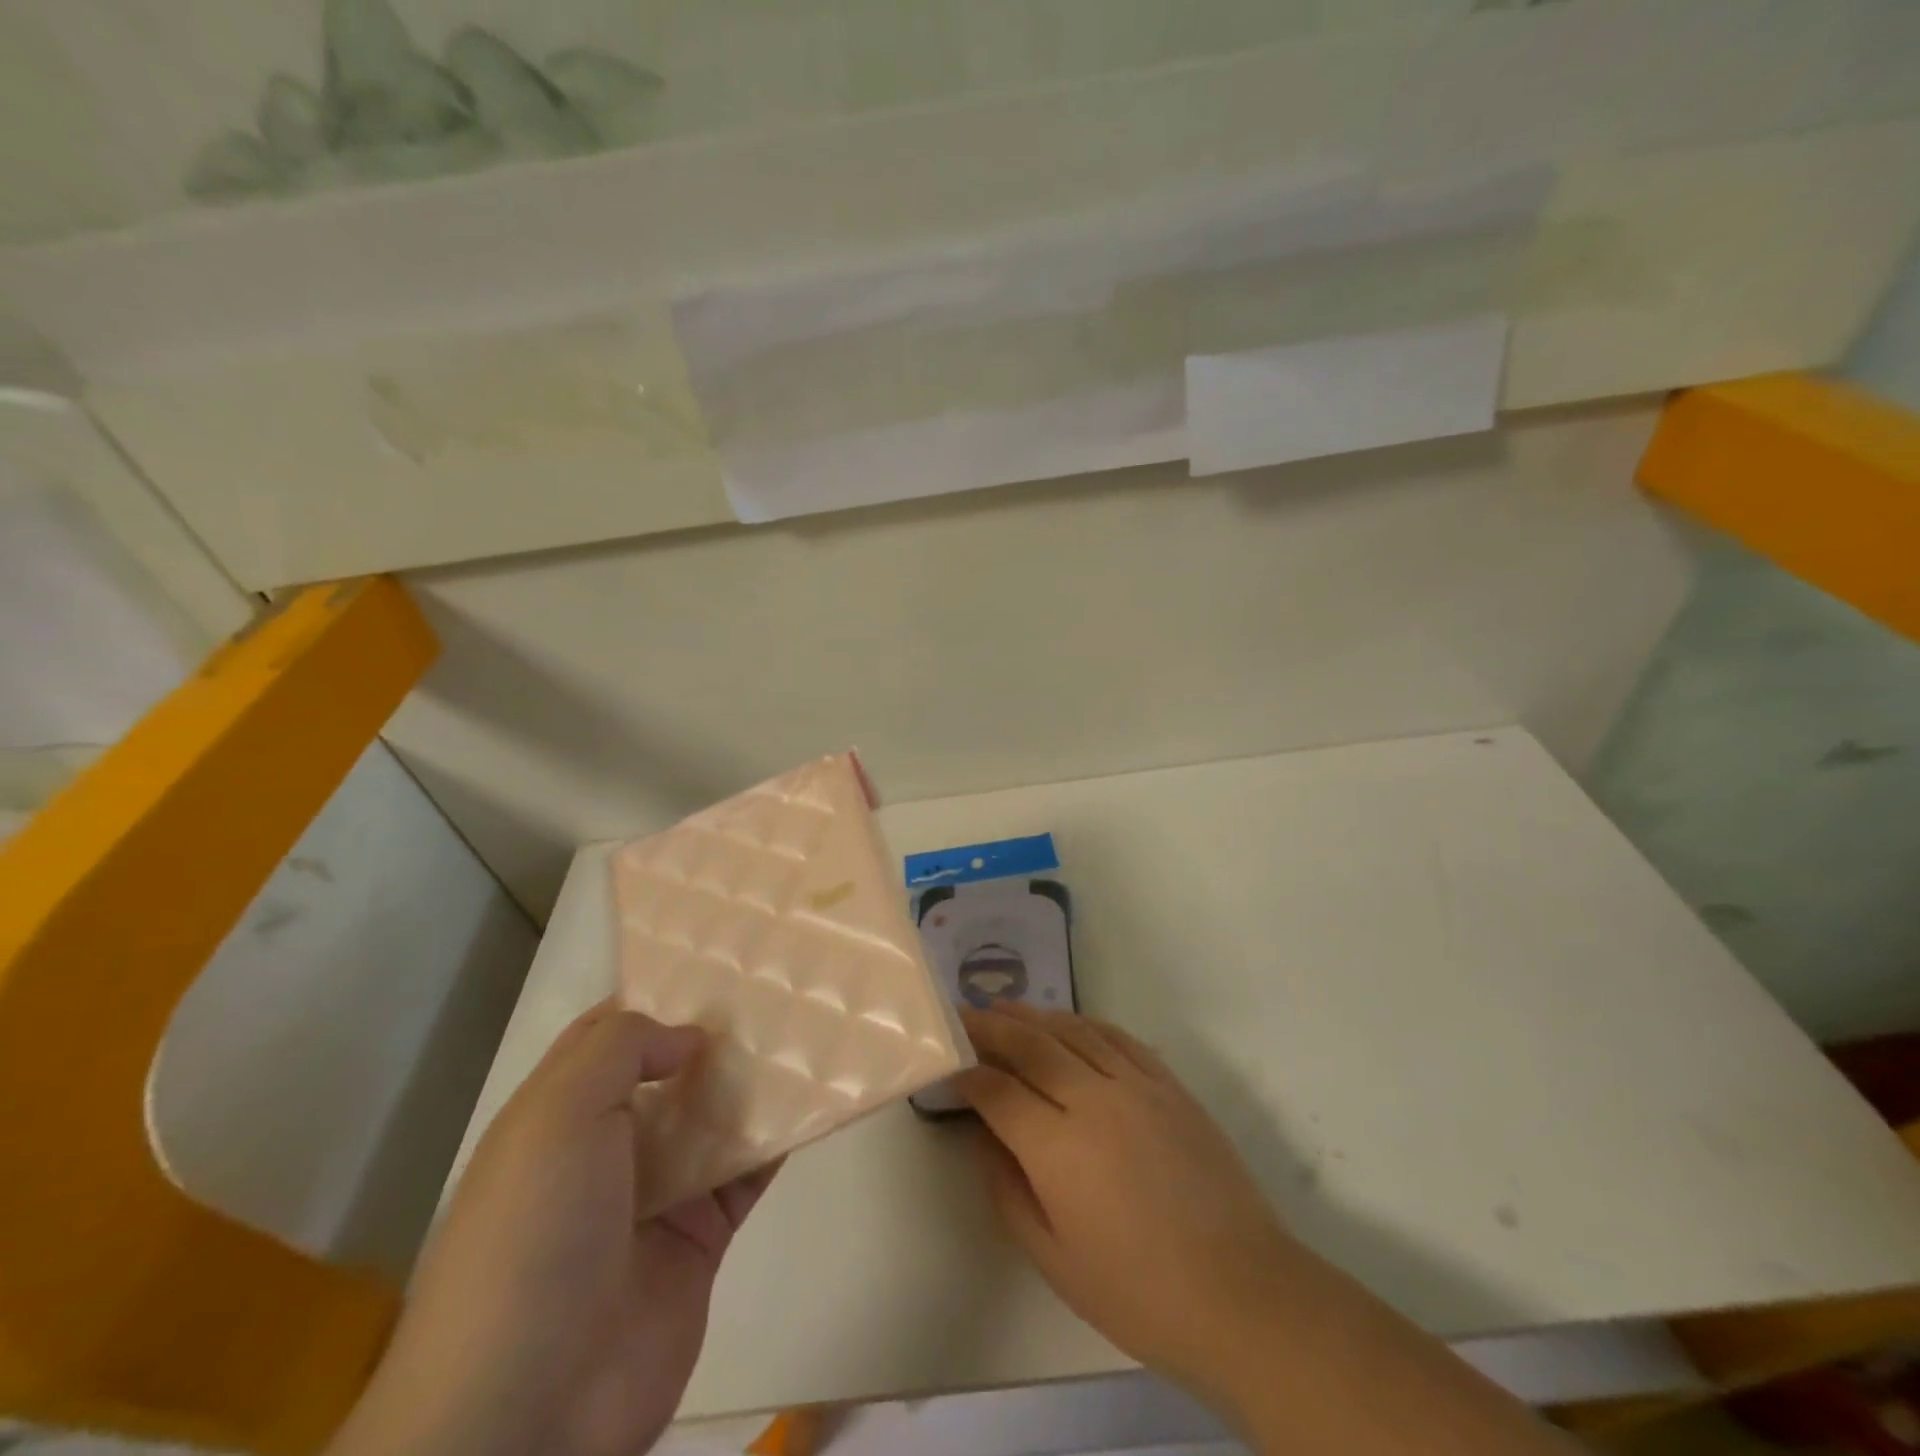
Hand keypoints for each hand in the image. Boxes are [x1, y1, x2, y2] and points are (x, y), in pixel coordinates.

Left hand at [331, 1003, 778, 1455]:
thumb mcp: (558, 1114)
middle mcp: (608, 1147)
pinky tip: (815, 1098)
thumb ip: (622, 1049)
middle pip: (670, 1071)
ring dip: (752, 1080)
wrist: (529, 1407)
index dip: (656, 994)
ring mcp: (657, 1193)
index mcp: (559, 1115)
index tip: (713, 961)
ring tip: (807, 1027)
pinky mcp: (701, 1236)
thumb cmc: (534, 1233)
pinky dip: (777, 1137)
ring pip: (713, 1117)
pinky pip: (746, 1172)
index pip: (608, 1035)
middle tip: (776, 986)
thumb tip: (689, 1037)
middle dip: (715, 1033)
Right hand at [959, 1005, 1573, 1455]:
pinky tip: (1069, 1023)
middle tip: (963, 1015)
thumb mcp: (1053, 1258)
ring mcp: (1135, 1084)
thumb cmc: (1138, 1292)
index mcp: (1057, 1147)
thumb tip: (982, 1137)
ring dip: (1033, 1016)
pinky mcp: (1168, 1084)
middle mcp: (1092, 1100)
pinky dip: (1085, 1023)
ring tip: (1006, 1009)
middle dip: (990, 1027)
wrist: (1241, 1292)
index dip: (966, 1074)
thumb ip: (1006, 1189)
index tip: (947, 1066)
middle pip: (1029, 1045)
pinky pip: (1117, 1037)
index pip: (997, 1090)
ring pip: (1072, 1030)